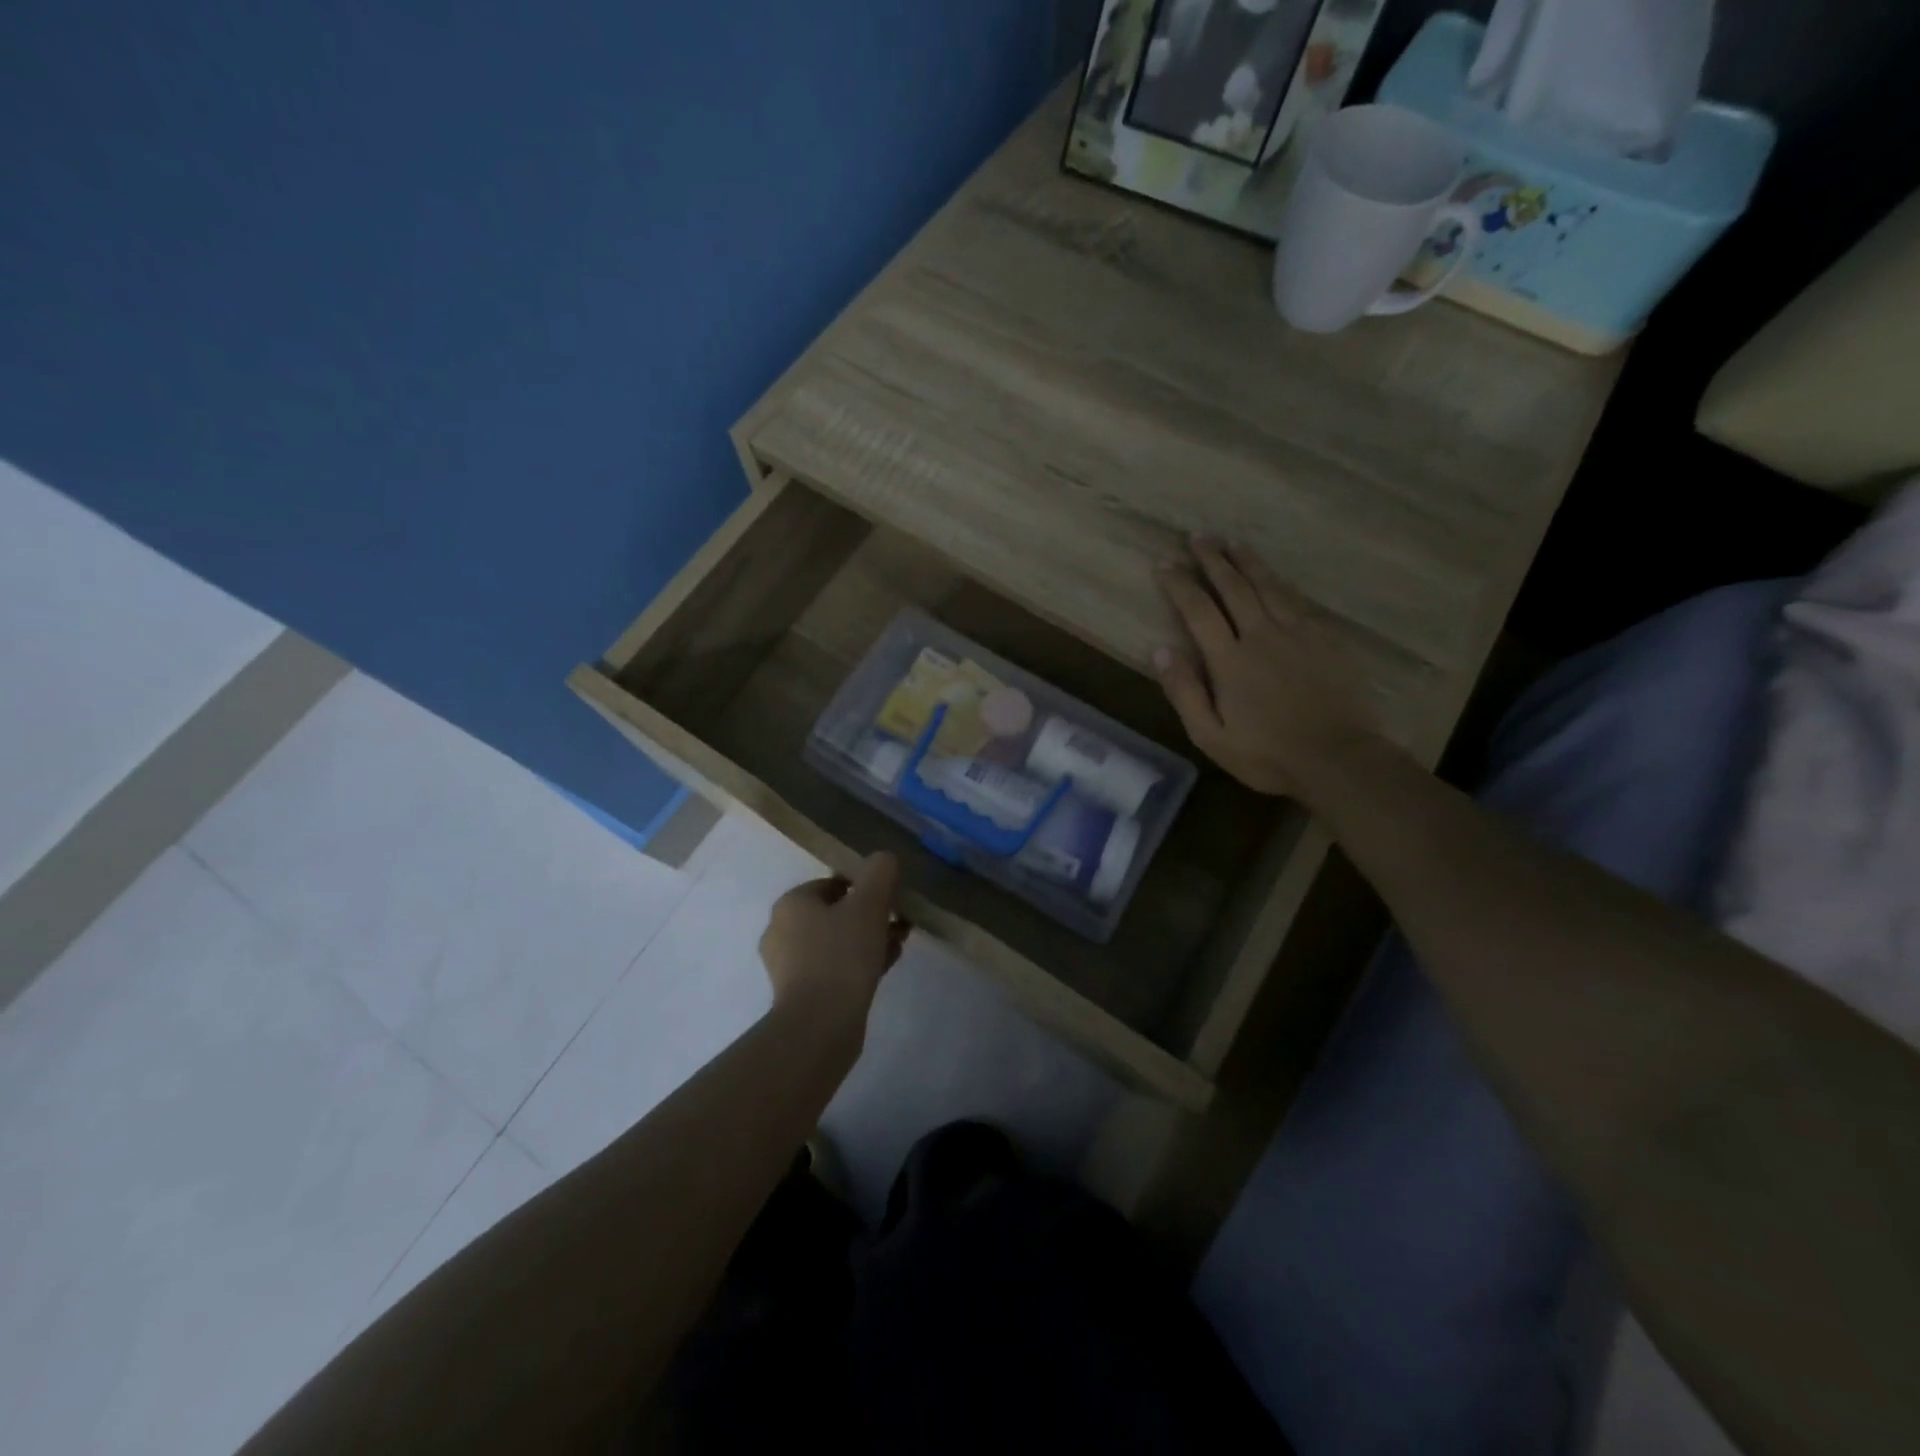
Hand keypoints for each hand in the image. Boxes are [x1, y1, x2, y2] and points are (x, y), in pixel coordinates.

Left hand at [759, 853, 909, 1029]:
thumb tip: (884, 859)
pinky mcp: (800, 995)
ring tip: (897, 945)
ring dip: (867, 939)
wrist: (820, 1025)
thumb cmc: (842, 955)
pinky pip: (834, 968)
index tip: (891, 899)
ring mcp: (788, 966)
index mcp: (791, 904)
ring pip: (836, 941)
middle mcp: (781, 931)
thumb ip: (880, 873)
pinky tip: (885, 967)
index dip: (865, 887)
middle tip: (898, 922)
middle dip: (869, 915)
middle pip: (835, 913)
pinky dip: (857, 963)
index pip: (832, 883)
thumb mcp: (869, 905)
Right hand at [1155, 539, 1379, 799]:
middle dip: (1213, 559)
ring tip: (1233, 542)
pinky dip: (1279, 582)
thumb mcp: (1210, 736)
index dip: (1179, 584)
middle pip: (1234, 587)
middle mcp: (1262, 635)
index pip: (1198, 610)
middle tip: (1198, 537)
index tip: (1164, 564)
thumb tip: (1160, 650)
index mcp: (1230, 660)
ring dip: (1247, 561)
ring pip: (1268, 585)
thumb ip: (1184, 692)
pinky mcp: (1325, 639)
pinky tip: (1274, 576)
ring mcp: (1297, 633)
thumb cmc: (1267, 754)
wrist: (1339, 758)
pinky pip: (1297, 600)